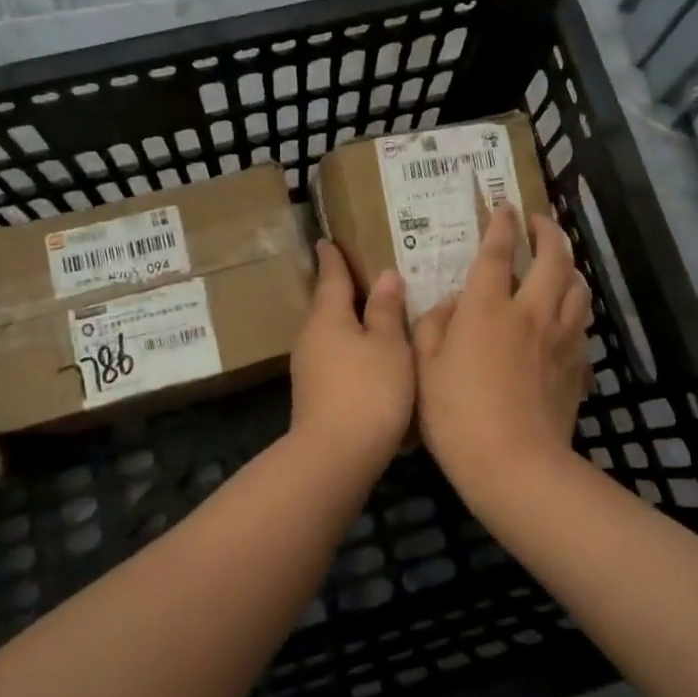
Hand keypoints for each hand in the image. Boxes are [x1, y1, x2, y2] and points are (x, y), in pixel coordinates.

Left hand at [288, 242, 413, 478]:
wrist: (335, 455)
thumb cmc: (368, 390)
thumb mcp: (389, 345)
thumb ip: (387, 310)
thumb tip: (385, 276)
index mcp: (327, 316)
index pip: (331, 276)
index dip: (333, 258)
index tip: (327, 240)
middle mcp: (311, 337)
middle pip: (327, 305)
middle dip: (341, 290)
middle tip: (359, 273)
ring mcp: (308, 368)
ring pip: (330, 333)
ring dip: (347, 322)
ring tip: (371, 314)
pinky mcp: (314, 394)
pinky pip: (334, 358)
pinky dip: (350, 349)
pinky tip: (368, 358)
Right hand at [413, 209, 591, 504]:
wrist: (515, 463)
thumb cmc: (457, 415)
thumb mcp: (424, 367)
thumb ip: (432, 325)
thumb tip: (451, 303)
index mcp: (488, 308)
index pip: (497, 252)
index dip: (501, 224)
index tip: (504, 205)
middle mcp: (531, 312)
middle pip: (553, 258)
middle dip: (548, 231)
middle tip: (540, 222)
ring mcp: (561, 337)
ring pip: (577, 287)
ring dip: (569, 266)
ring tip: (558, 263)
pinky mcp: (577, 364)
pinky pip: (582, 323)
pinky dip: (575, 308)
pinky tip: (566, 315)